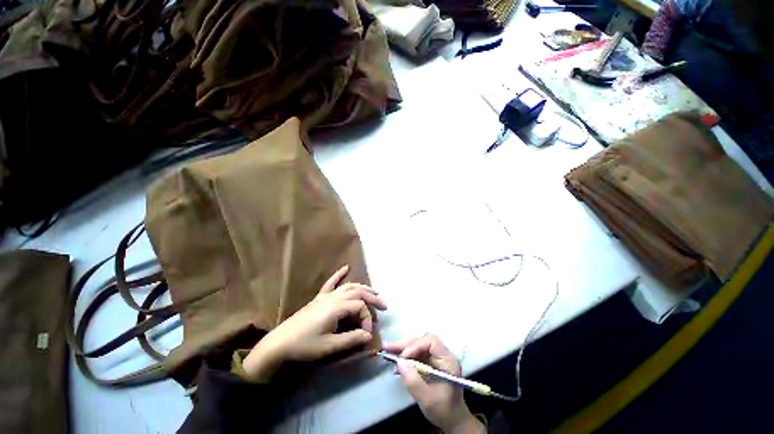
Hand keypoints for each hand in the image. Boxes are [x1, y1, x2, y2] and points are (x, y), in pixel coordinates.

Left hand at [242, 265, 385, 381]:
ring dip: (363, 287)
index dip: (368, 318)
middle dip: (373, 297)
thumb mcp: (329, 346)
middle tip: (385, 305)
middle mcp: (334, 297)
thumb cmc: (305, 345)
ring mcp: (326, 295)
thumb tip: (369, 335)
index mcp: (337, 307)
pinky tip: (345, 267)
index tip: (367, 333)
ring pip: (349, 286)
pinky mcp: (319, 297)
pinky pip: (331, 282)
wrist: (280, 342)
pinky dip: (339, 274)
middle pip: (358, 292)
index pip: (360, 307)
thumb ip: (351, 339)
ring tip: (375, 291)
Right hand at [384, 335, 483, 433]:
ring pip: (417, 345)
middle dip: (405, 345)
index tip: (403, 357)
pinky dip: (405, 356)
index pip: (431, 342)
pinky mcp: (430, 362)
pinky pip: (416, 354)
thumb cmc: (444, 410)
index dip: (416, 346)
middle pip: (422, 341)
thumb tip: (399, 362)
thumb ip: (414, 381)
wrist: (452, 420)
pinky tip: (395, 360)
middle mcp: (442, 354)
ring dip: (402, 348)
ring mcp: (436, 357)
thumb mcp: (428, 399)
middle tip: (388, 347)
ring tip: (387, 349)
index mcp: (448, 360)